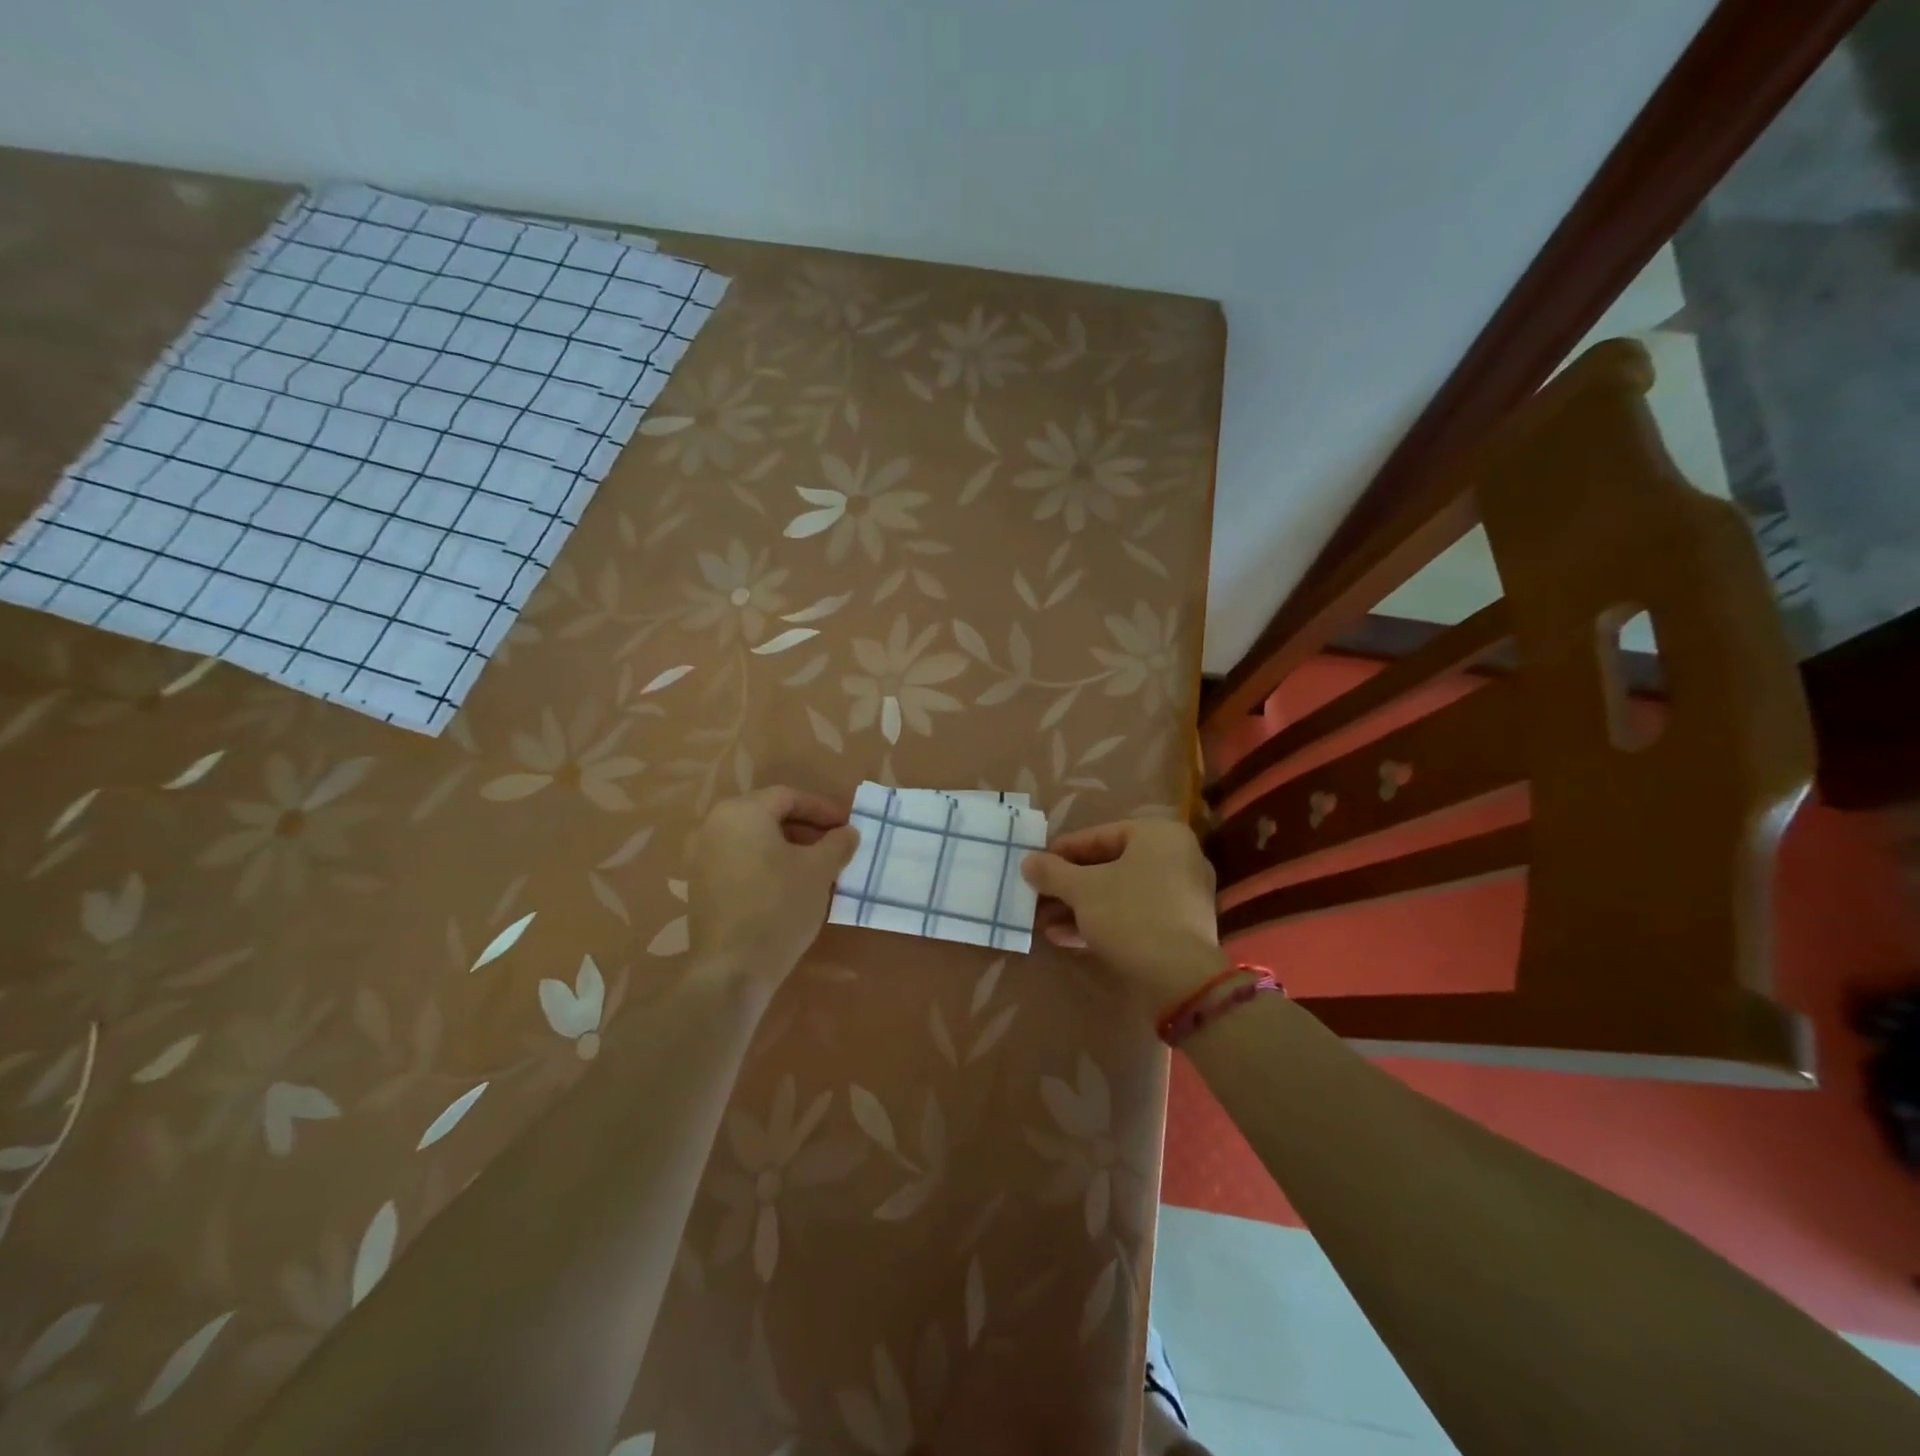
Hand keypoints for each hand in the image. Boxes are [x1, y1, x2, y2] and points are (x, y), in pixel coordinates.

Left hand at [685, 787, 859, 982]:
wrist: (732, 969)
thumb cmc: (779, 907)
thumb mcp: (819, 871)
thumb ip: (837, 844)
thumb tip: (848, 832)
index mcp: (741, 812)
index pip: (789, 797)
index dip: (823, 809)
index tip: (847, 827)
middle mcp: (713, 825)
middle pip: (768, 815)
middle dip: (806, 829)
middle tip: (834, 846)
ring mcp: (700, 857)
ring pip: (753, 840)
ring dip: (787, 848)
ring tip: (817, 868)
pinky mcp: (699, 886)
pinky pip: (739, 861)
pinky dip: (766, 865)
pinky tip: (789, 887)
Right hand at [1021, 819, 1223, 1010]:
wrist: (1180, 979)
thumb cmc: (1130, 915)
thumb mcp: (1082, 890)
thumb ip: (1052, 872)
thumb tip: (1028, 861)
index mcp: (1159, 836)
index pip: (1099, 835)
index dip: (1062, 851)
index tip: (1035, 865)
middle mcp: (1176, 858)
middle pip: (1109, 865)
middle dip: (1069, 885)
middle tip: (1037, 896)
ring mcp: (1181, 895)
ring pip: (1119, 893)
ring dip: (1079, 906)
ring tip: (1043, 921)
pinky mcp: (1179, 929)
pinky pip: (1133, 915)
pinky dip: (1101, 922)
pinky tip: (1064, 938)